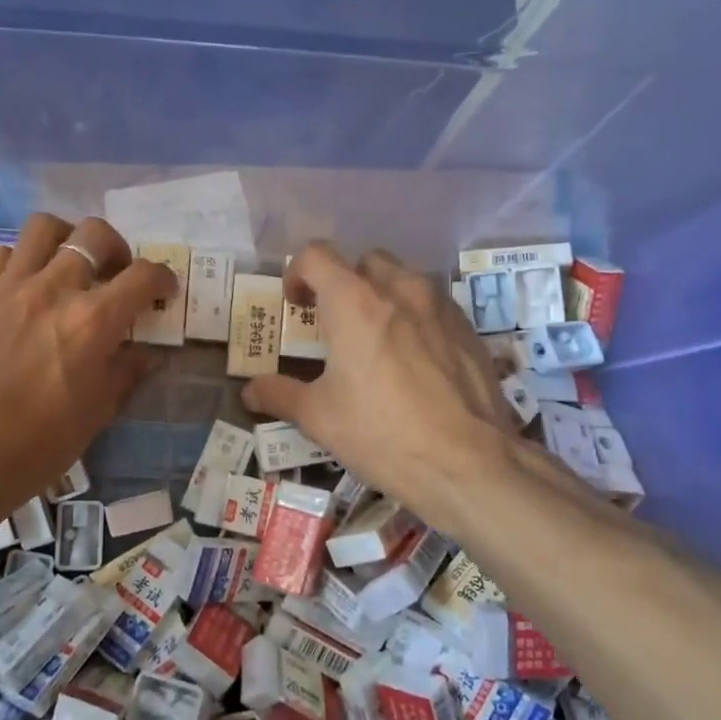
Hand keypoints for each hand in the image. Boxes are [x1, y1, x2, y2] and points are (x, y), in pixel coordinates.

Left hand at [0, 214, 174, 545]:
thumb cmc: (39, 444)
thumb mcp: (98, 412)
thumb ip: (126, 372)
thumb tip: (146, 353)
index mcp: (92, 321)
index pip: (142, 276)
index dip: (162, 277)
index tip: (163, 290)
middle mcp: (53, 290)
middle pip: (93, 234)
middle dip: (116, 248)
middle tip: (115, 273)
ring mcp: (8, 288)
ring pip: (43, 228)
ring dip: (66, 240)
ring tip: (67, 265)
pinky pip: (3, 255)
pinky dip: (22, 262)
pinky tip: (25, 287)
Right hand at [242, 244, 573, 525]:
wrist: (469, 464)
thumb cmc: (382, 434)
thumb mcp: (320, 418)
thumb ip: (280, 395)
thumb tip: (251, 391)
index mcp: (354, 302)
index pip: (317, 255)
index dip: (298, 272)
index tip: (296, 304)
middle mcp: (399, 289)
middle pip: (363, 262)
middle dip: (344, 283)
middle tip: (334, 324)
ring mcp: (440, 306)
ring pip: (403, 280)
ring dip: (382, 297)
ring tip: (376, 341)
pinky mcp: (469, 328)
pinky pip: (433, 305)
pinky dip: (415, 318)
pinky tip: (415, 361)